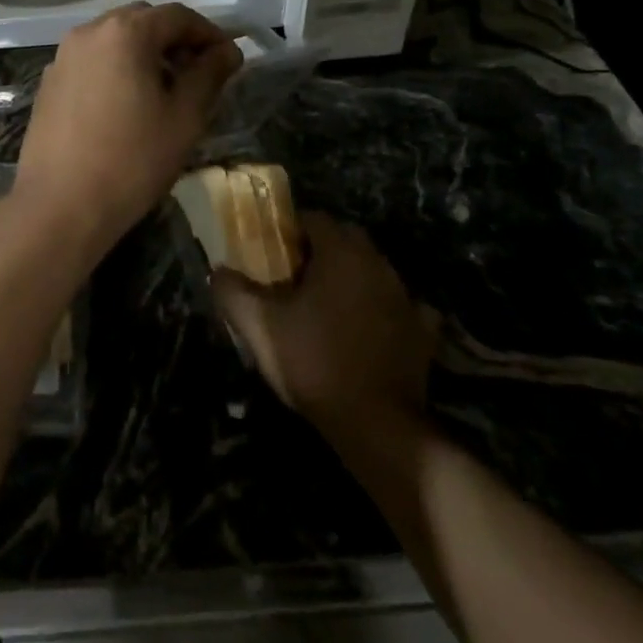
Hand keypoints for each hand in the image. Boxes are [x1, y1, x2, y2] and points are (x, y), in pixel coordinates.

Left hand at [12, 3, 242, 253]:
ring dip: (144, 54)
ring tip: (164, 92)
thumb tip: (226, 52)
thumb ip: (209, 75)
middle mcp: (88, 32)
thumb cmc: (132, 160)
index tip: (229, 60)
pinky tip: (126, 106)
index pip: (178, 16)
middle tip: (198, 75)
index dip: (209, 34)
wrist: (59, 206)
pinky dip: (116, 69)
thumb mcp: (185, 117)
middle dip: (175, 41)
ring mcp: (62, 57)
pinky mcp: (48, 83)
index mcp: (125, 32)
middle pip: (142, 20)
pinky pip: (91, 62)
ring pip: (114, 41)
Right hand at [212, 212, 440, 437]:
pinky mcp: (423, 331)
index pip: (314, 218)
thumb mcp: (259, 327)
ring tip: (325, 304)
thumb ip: (233, 291)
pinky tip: (368, 328)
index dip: (289, 229)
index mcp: (341, 254)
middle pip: (347, 238)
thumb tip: (218, 271)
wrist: (377, 424)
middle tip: (294, 275)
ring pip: (373, 270)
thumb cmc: (314, 362)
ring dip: (351, 277)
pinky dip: (383, 309)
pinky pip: (402, 306)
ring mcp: (406, 297)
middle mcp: (378, 265)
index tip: (271, 251)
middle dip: (321, 248)